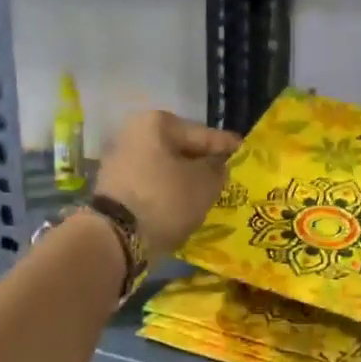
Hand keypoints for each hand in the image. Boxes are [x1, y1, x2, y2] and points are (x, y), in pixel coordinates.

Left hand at [95, 112, 241, 262]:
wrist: (117, 237)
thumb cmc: (165, 200)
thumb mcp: (204, 184)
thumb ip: (217, 170)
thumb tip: (217, 166)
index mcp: (156, 123)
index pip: (203, 134)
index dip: (227, 145)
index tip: (245, 151)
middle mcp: (134, 135)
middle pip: (181, 150)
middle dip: (203, 163)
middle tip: (228, 174)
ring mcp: (121, 162)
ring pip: (166, 168)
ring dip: (186, 180)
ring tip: (210, 193)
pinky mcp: (115, 188)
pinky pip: (153, 185)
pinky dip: (169, 192)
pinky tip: (186, 204)